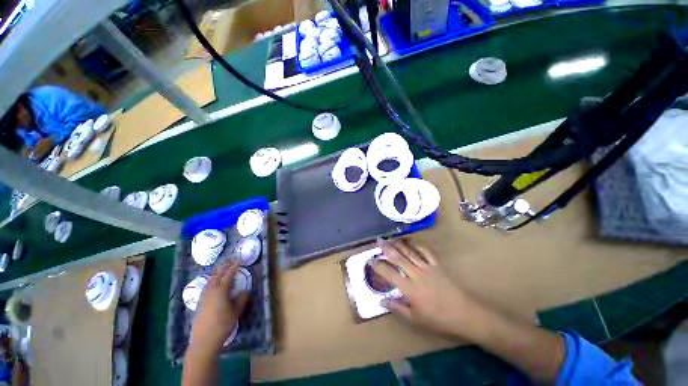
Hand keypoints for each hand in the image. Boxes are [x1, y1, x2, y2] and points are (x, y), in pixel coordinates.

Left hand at [189, 262, 248, 355]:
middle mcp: (211, 290)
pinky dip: (211, 280)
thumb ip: (241, 299)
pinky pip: (206, 286)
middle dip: (225, 266)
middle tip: (231, 261)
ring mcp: (204, 296)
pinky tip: (213, 283)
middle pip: (217, 274)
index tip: (239, 260)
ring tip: (222, 268)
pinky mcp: (200, 302)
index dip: (234, 267)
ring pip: (210, 279)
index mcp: (221, 291)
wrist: (204, 340)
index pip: (228, 275)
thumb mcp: (237, 311)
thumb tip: (244, 290)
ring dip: (217, 272)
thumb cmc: (223, 325)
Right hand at [374, 238, 485, 339]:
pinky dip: (418, 245)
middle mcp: (416, 275)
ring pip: (410, 253)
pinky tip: (411, 241)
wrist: (464, 313)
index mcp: (410, 289)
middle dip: (387, 248)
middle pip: (399, 258)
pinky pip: (426, 252)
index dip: (378, 266)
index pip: (390, 274)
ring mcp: (427, 268)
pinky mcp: (437, 265)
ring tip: (390, 238)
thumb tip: (381, 301)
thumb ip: (397, 308)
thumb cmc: (439, 319)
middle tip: (378, 240)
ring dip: (399, 244)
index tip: (370, 260)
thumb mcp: (416, 320)